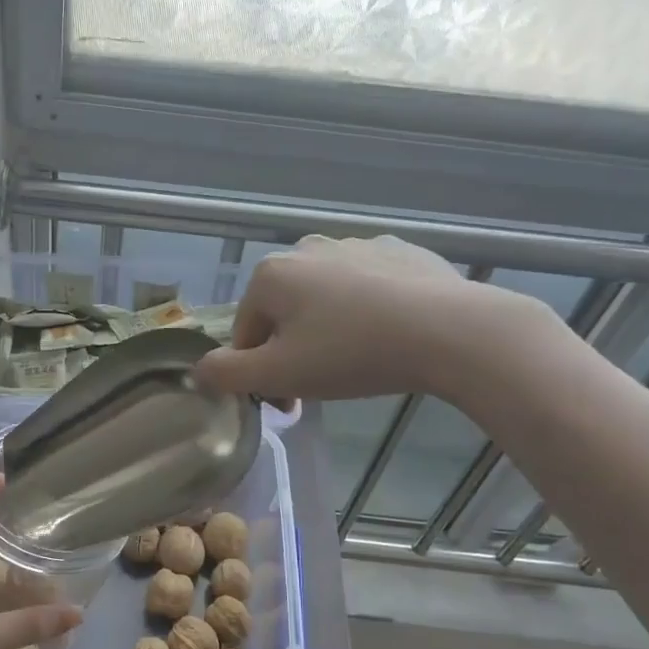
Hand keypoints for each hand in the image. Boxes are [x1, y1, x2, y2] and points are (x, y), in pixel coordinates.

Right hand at [194, 234, 538, 403]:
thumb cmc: (351, 354)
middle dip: (292, 351)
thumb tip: (199, 370)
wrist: (449, 331)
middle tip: (319, 387)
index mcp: (271, 275)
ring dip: (327, 330)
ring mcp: (357, 244)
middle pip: (284, 313)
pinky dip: (367, 310)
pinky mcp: (400, 251)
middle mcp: (307, 248)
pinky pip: (368, 287)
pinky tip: (389, 335)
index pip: (246, 333)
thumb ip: (228, 374)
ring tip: (358, 362)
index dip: (258, 373)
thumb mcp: (279, 374)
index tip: (285, 404)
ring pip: (325, 298)